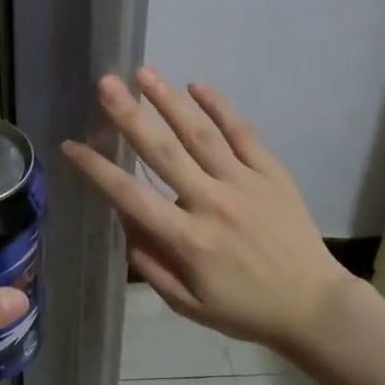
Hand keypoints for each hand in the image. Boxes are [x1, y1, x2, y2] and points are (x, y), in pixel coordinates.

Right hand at [62, 68, 355, 353]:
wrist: (313, 306)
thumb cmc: (245, 310)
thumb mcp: (188, 304)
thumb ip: (151, 265)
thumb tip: (124, 223)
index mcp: (188, 240)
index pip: (131, 196)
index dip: (97, 169)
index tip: (71, 144)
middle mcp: (211, 203)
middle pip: (163, 152)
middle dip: (130, 116)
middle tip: (105, 84)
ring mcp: (245, 183)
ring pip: (201, 134)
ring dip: (169, 101)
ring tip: (143, 74)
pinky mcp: (272, 173)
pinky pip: (243, 133)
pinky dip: (220, 108)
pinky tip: (198, 86)